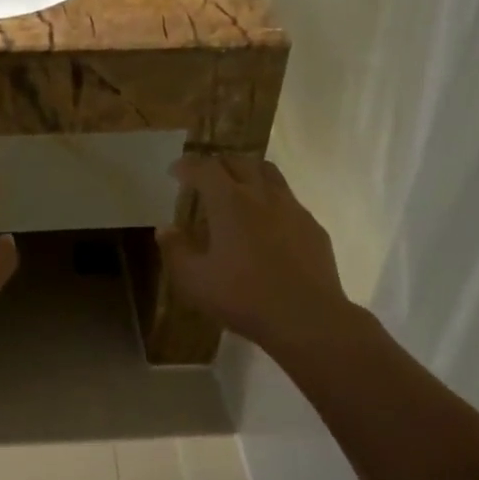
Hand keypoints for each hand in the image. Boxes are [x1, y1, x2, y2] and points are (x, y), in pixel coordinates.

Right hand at [156, 154, 348, 348]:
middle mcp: (262, 195)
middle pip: (239, 162)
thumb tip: (165, 229)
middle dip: (218, 164)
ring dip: (248, 173)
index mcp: (229, 202)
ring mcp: (292, 208)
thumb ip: (175, 251)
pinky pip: (289, 200)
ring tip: (238, 188)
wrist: (306, 317)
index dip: (187, 166)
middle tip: (205, 177)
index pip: (205, 168)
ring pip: (269, 174)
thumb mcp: (194, 280)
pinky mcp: (313, 227)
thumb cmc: (243, 297)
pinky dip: (271, 200)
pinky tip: (267, 222)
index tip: (175, 172)